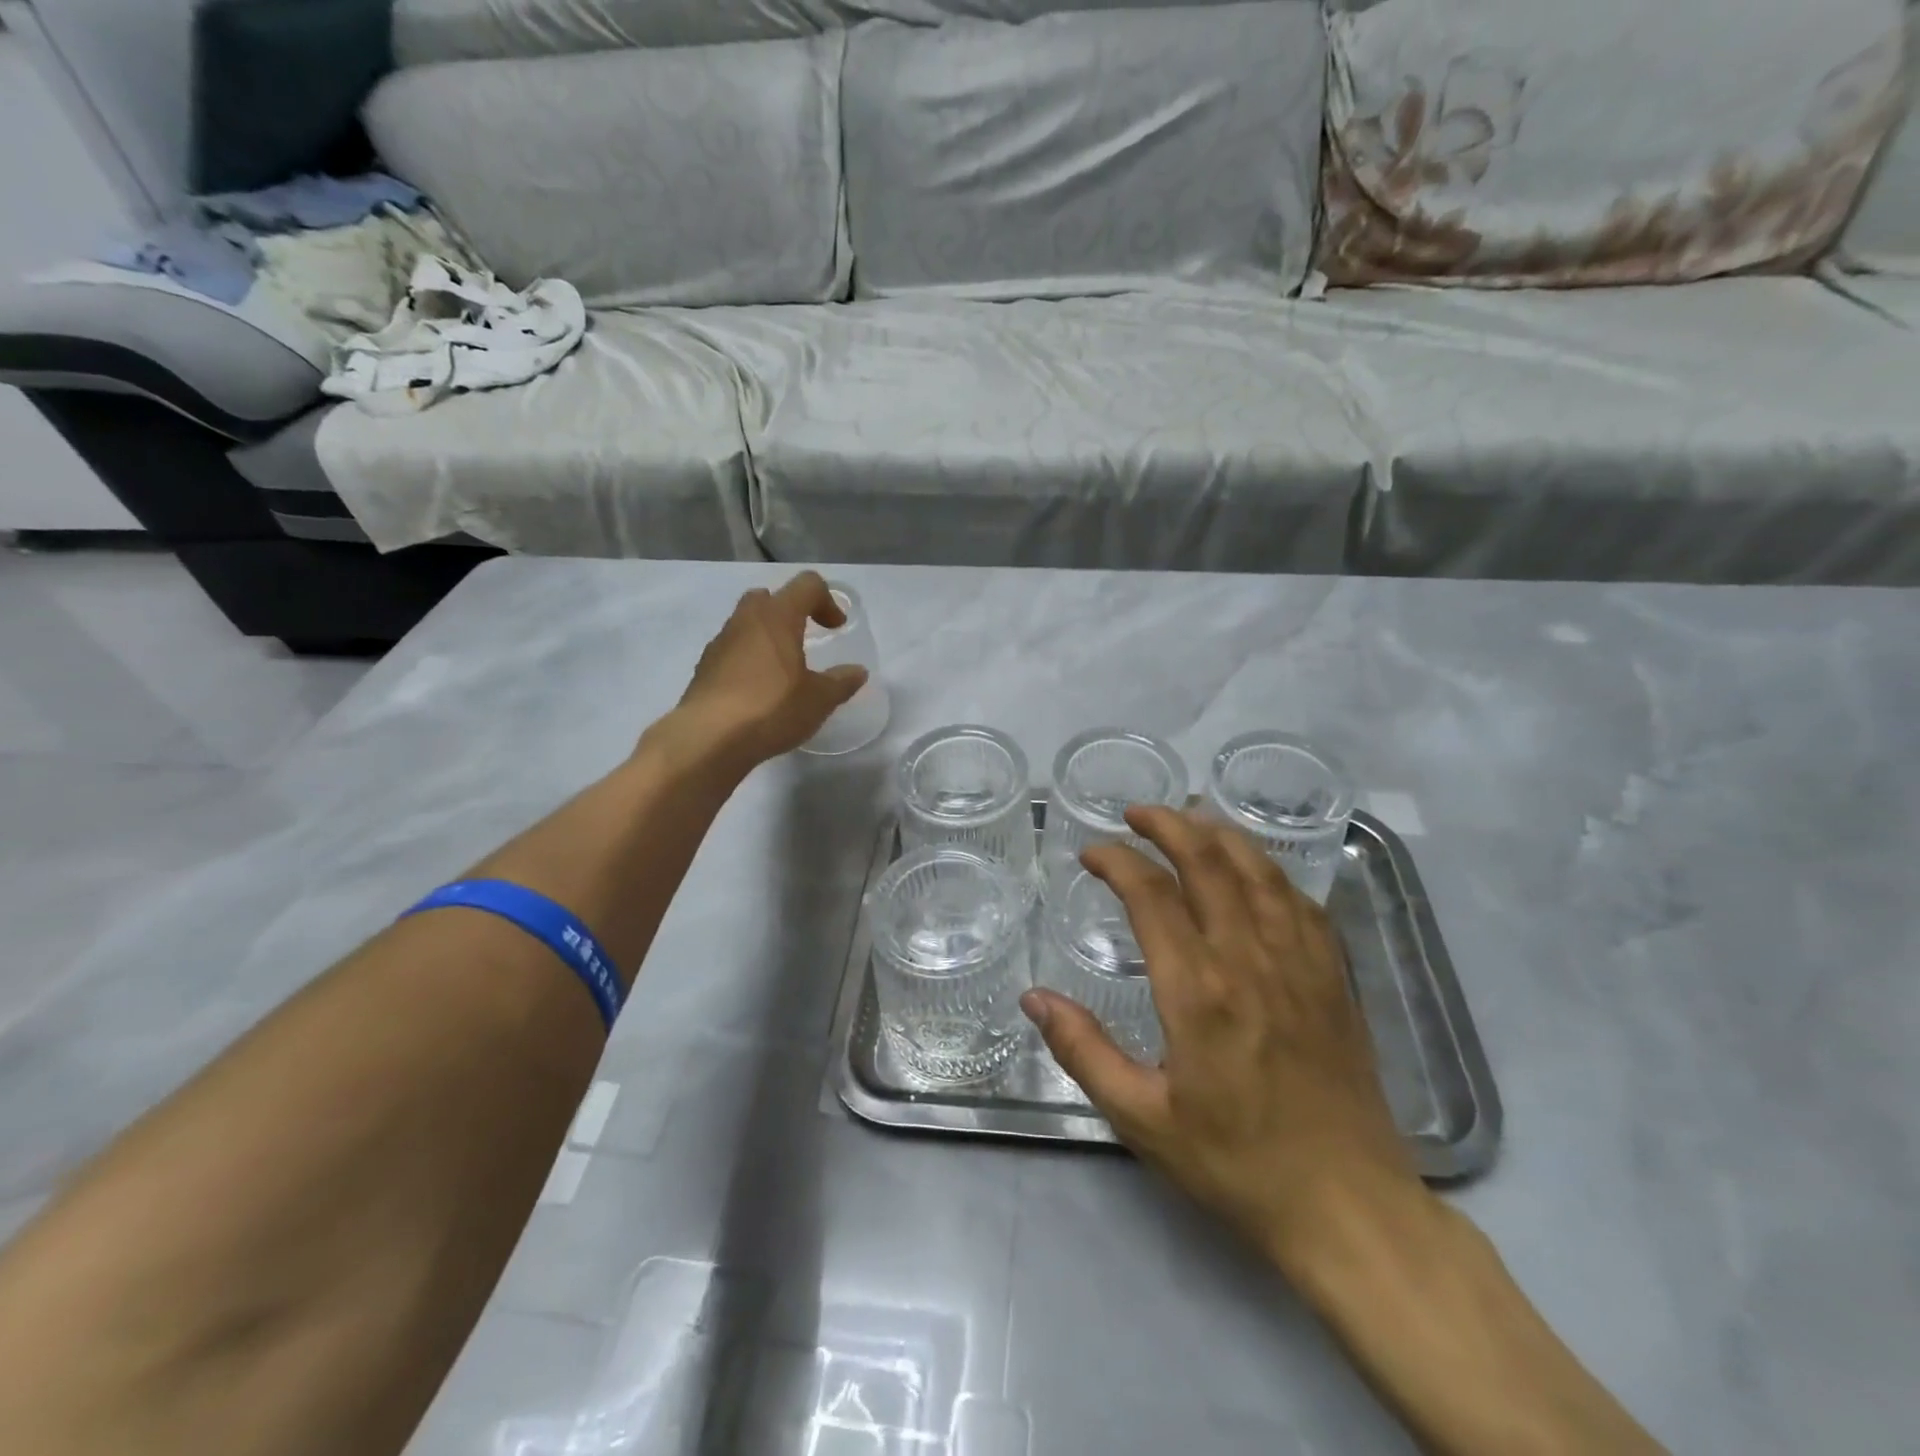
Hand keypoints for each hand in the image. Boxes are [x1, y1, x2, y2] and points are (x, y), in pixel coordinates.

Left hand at [672, 572, 868, 767]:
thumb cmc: (771, 709)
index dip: (827, 600)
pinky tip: (758, 692)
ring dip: (766, 637)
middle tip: (804, 639)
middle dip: (790, 612)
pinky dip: (748, 660)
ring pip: (746, 623)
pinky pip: (731, 651)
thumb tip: (857, 672)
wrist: (708, 739)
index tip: (836, 629)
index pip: (806, 585)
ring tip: (782, 670)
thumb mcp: (819, 700)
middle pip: (768, 597)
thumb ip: (841, 682)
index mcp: (777, 617)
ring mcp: (719, 643)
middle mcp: (745, 621)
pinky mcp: (704, 668)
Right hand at [1021, 806, 1428, 1272]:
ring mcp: (1301, 962)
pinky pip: (1300, 901)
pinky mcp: (1334, 977)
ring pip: (1259, 870)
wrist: (1347, 1206)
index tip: (1091, 852)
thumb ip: (1083, 1051)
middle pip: (1208, 862)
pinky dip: (1269, 870)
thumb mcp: (1142, 1118)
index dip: (1117, 860)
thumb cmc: (1236, 1162)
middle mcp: (1250, 959)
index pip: (1151, 894)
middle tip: (1136, 813)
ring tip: (1191, 818)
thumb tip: (1034, 998)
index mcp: (1198, 990)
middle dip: (1168, 825)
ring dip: (1220, 834)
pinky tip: (1255, 870)